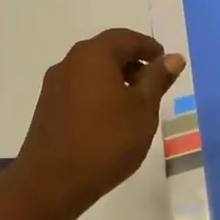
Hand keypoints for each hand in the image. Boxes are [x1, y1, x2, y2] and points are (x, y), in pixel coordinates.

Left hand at [11, 28, 183, 219]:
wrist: (53, 181)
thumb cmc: (106, 141)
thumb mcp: (143, 110)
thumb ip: (157, 79)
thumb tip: (172, 58)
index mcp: (93, 55)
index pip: (125, 38)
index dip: (148, 47)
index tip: (165, 63)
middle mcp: (69, 62)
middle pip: (105, 51)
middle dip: (131, 62)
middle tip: (154, 83)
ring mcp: (54, 85)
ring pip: (90, 71)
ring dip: (114, 79)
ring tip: (135, 104)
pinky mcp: (47, 107)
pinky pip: (78, 89)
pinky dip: (98, 94)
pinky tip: (110, 119)